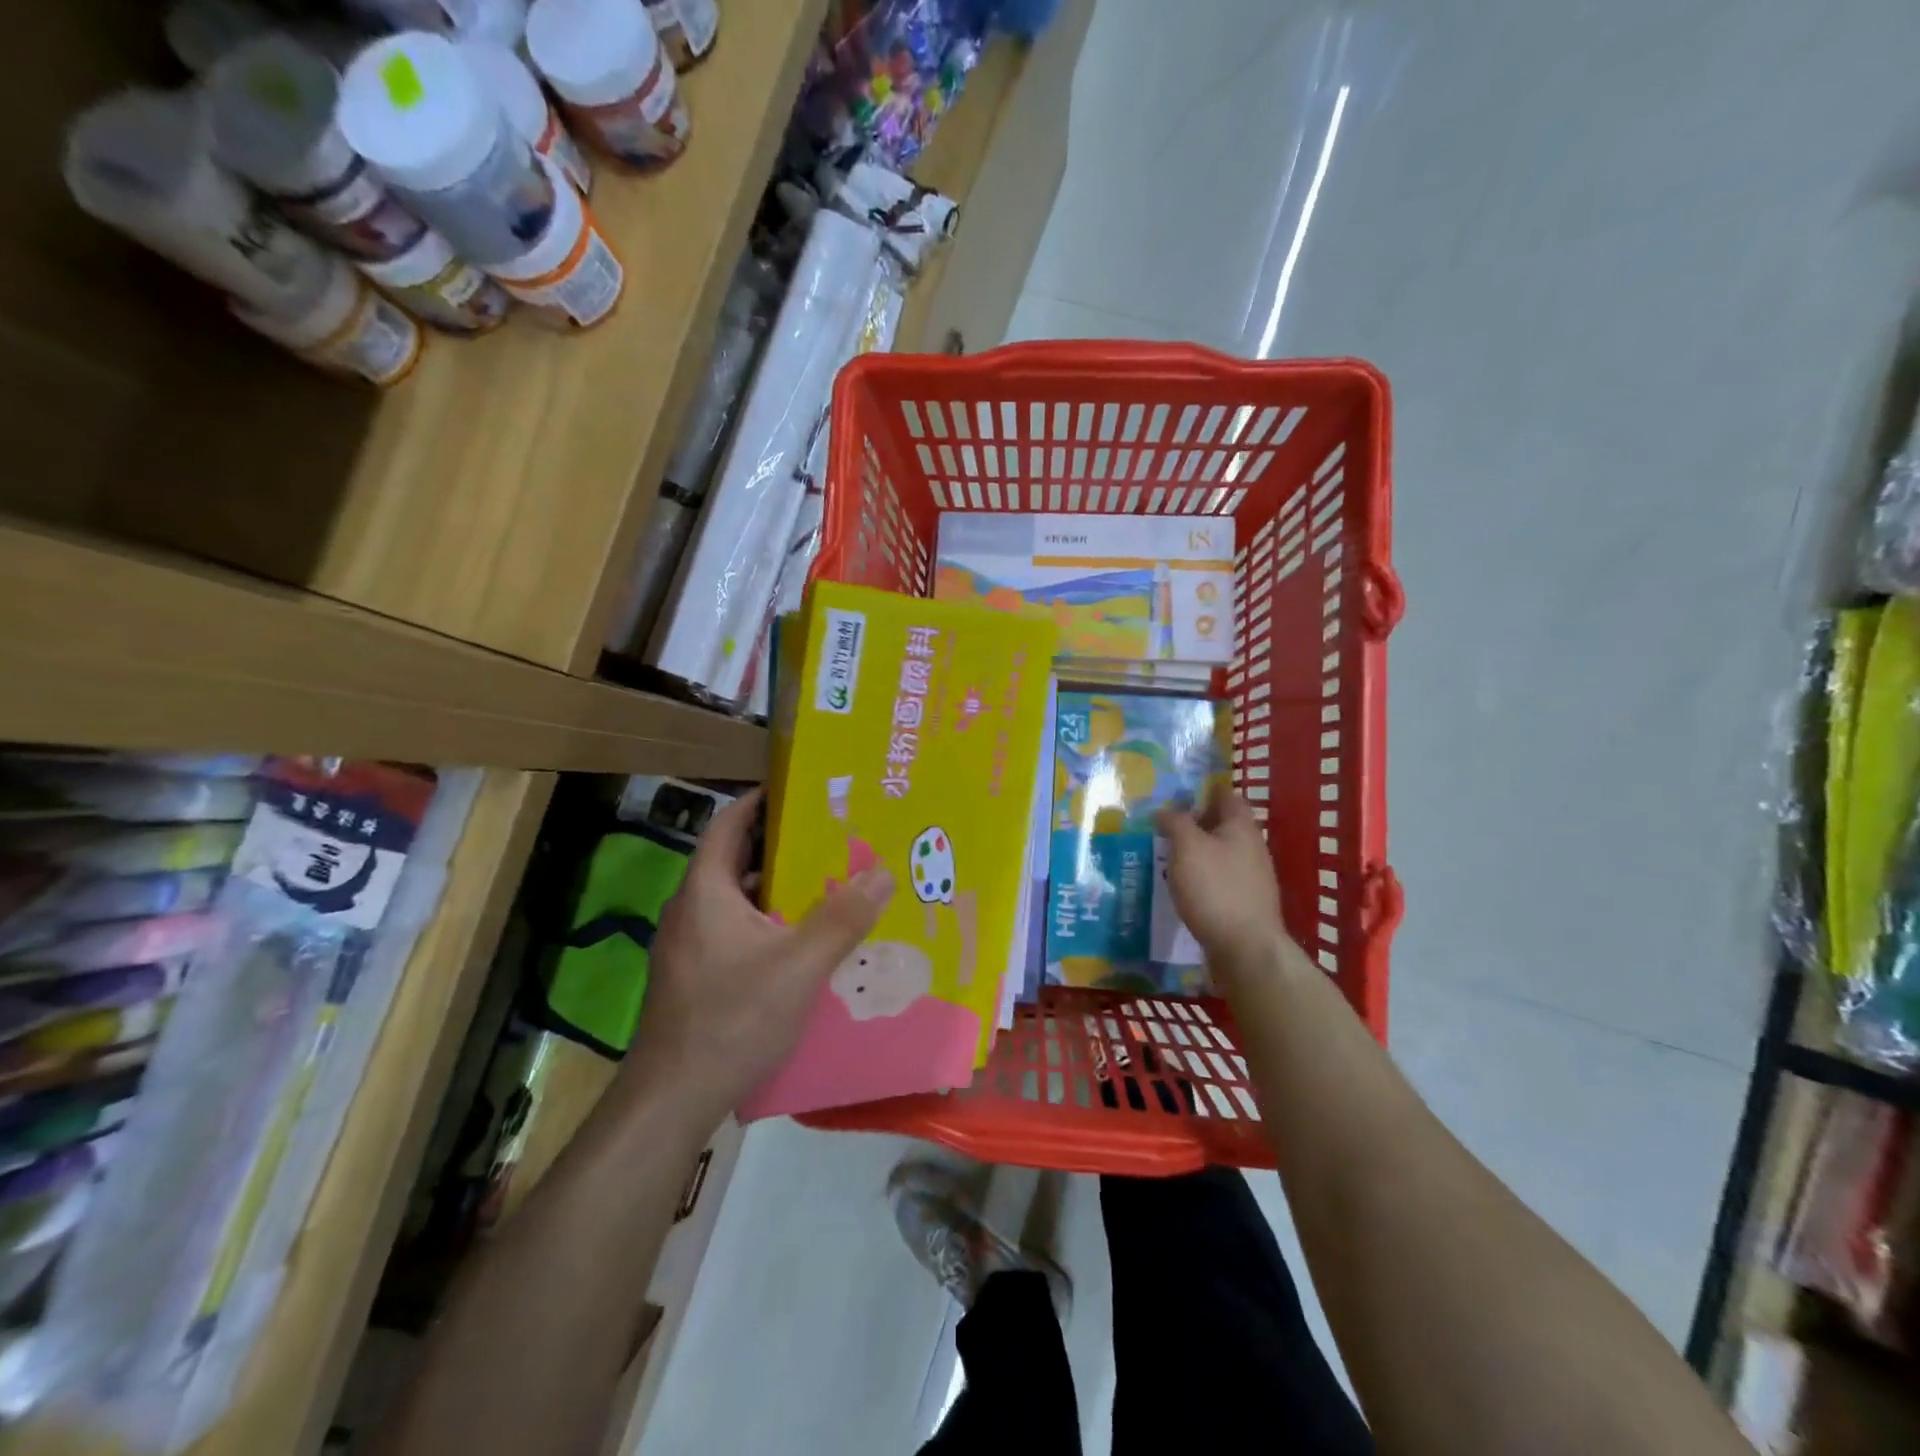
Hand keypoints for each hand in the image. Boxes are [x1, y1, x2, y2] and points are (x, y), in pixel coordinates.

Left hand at [625, 790, 893, 1127]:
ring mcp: (689, 946)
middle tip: (828, 836)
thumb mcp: (798, 966)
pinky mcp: (695, 976)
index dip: (759, 801)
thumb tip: (883, 872)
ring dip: (775, 886)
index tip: (799, 790)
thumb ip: (842, 918)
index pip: (728, 825)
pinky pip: (734, 930)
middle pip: (735, 860)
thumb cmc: (731, 1018)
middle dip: (779, 844)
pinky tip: (800, 941)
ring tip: (824, 882)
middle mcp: (691, 910)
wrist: (672, 1099)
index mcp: (706, 891)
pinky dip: (766, 921)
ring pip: (736, 899)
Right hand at [1156, 790, 1291, 978]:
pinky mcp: (1245, 904)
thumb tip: (1165, 810)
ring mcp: (1252, 878)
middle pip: (1223, 826)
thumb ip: (1175, 822)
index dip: (1204, 791)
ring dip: (1197, 853)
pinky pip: (1221, 880)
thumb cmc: (1215, 888)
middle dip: (1196, 824)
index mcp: (1242, 827)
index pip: (1227, 796)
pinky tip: (1183, 888)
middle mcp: (1252, 848)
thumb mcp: (1187, 847)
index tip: (1176, 795)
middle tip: (1164, 827)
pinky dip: (1202, 878)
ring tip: (1167, 858)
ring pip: (1221, 854)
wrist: (1246, 949)